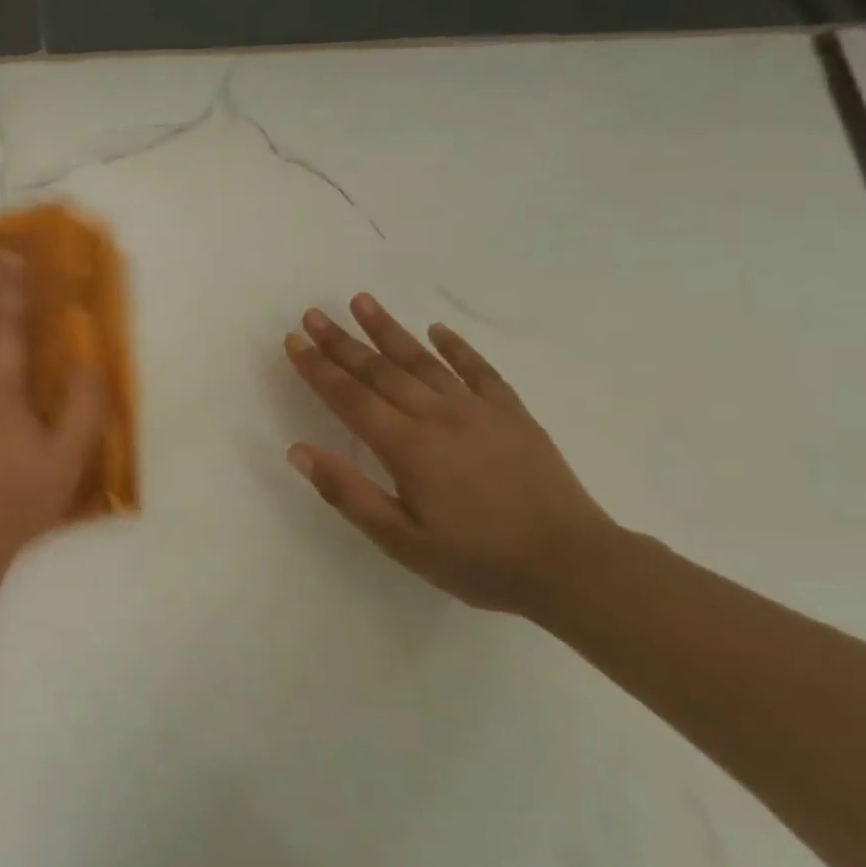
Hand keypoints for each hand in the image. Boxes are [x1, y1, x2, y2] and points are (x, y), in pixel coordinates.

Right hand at [283, 294, 618, 612]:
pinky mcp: (513, 415)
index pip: (349, 398)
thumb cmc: (477, 560)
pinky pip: (480, 370)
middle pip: (380, 371)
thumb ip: (347, 492)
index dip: (317, 368)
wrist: (573, 565)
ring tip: (362, 301)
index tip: (293, 341)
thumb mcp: (400, 541)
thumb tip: (298, 450)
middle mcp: (437, 416)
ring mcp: (479, 411)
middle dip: (342, 341)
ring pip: (423, 361)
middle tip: (314, 313)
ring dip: (389, 330)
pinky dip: (457, 347)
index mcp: (406, 447)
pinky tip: (439, 330)